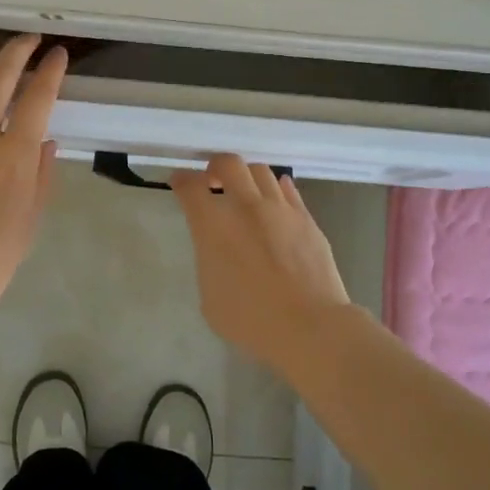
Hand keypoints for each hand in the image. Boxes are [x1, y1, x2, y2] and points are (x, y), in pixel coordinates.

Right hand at [169, 155, 350, 370]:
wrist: (310, 326)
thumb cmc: (251, 320)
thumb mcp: (210, 297)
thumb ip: (209, 261)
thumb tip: (217, 248)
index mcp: (214, 226)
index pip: (190, 187)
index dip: (181, 180)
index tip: (180, 183)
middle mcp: (246, 207)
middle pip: (228, 164)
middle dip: (215, 166)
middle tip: (212, 181)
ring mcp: (280, 209)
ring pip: (261, 171)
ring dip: (247, 176)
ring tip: (245, 192)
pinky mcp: (306, 218)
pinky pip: (288, 190)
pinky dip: (276, 189)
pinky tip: (274, 200)